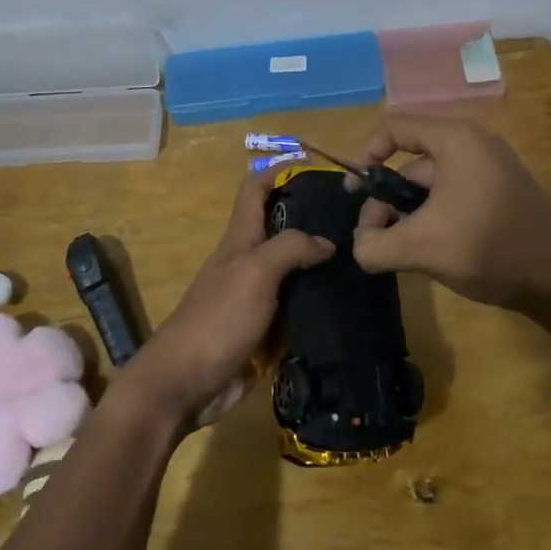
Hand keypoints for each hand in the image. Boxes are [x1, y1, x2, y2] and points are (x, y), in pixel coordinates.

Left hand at [119, 171, 333, 429]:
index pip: (255, 189)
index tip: (317, 166)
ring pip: (295, 270)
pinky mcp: (267, 331)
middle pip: (282, 228)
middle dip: (314, 218)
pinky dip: (320, 303)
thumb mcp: (255, 272)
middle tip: (358, 219)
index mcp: (240, 239)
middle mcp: (249, 262)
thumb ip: (290, 248)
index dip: (279, 170)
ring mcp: (258, 298)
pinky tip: (350, 303)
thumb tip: (327, 242)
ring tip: (364, 259)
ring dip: (322, 264)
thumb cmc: (218, 318)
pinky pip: (298, 308)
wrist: (186, 383)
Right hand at [350, 114, 550, 310]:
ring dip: (407, 214)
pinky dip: (432, 218)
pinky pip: (452, 197)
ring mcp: (489, 170)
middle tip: (374, 238)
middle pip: (410, 162)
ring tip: (399, 252)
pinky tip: (428, 252)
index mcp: (454, 140)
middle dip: (385, 199)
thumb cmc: (488, 246)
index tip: (354, 192)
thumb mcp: (421, 247)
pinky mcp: (499, 194)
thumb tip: (360, 247)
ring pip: (430, 185)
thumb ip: (375, 245)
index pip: (394, 128)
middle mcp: (472, 145)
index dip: (366, 155)